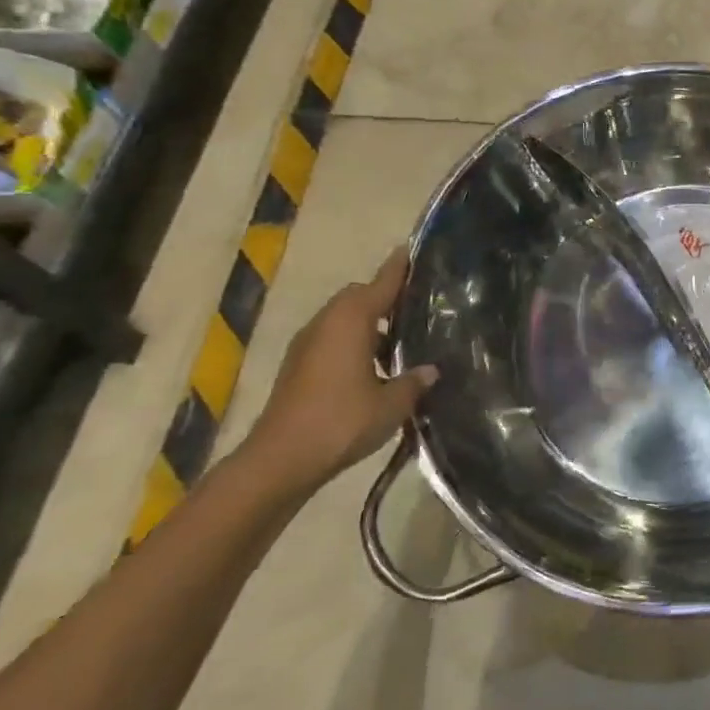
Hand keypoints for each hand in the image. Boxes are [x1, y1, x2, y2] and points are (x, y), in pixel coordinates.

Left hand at [237, 249, 436, 498]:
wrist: (280, 460)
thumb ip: (414, 381)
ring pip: (343, 318)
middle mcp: (326, 323)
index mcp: (351, 321)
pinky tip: (374, 364)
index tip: (414, 249)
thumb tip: (430, 370)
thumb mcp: (392, 403)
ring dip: (369, 322)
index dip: (400, 267)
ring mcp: (307, 344)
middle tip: (417, 304)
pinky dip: (354, 340)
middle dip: (385, 295)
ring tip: (401, 337)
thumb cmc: (341, 422)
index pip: (382, 283)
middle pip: (359, 296)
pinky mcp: (298, 366)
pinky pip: (332, 338)